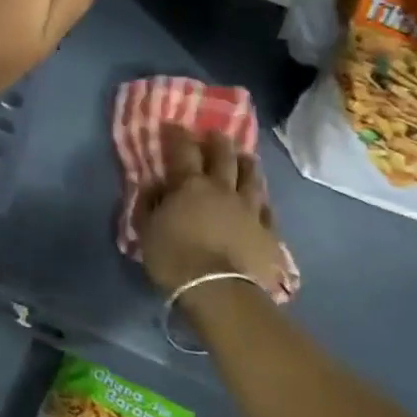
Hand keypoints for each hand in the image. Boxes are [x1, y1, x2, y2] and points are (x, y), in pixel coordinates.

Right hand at [138, 126, 288, 296]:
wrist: (219, 291)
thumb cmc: (174, 257)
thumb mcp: (146, 230)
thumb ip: (149, 203)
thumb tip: (154, 185)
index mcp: (190, 185)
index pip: (183, 151)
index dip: (178, 135)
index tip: (175, 125)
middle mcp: (222, 190)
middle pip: (224, 158)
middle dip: (218, 143)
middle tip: (216, 135)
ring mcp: (250, 210)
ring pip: (252, 179)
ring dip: (247, 165)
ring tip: (246, 158)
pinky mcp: (269, 233)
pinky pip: (268, 210)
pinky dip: (263, 201)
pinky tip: (263, 200)